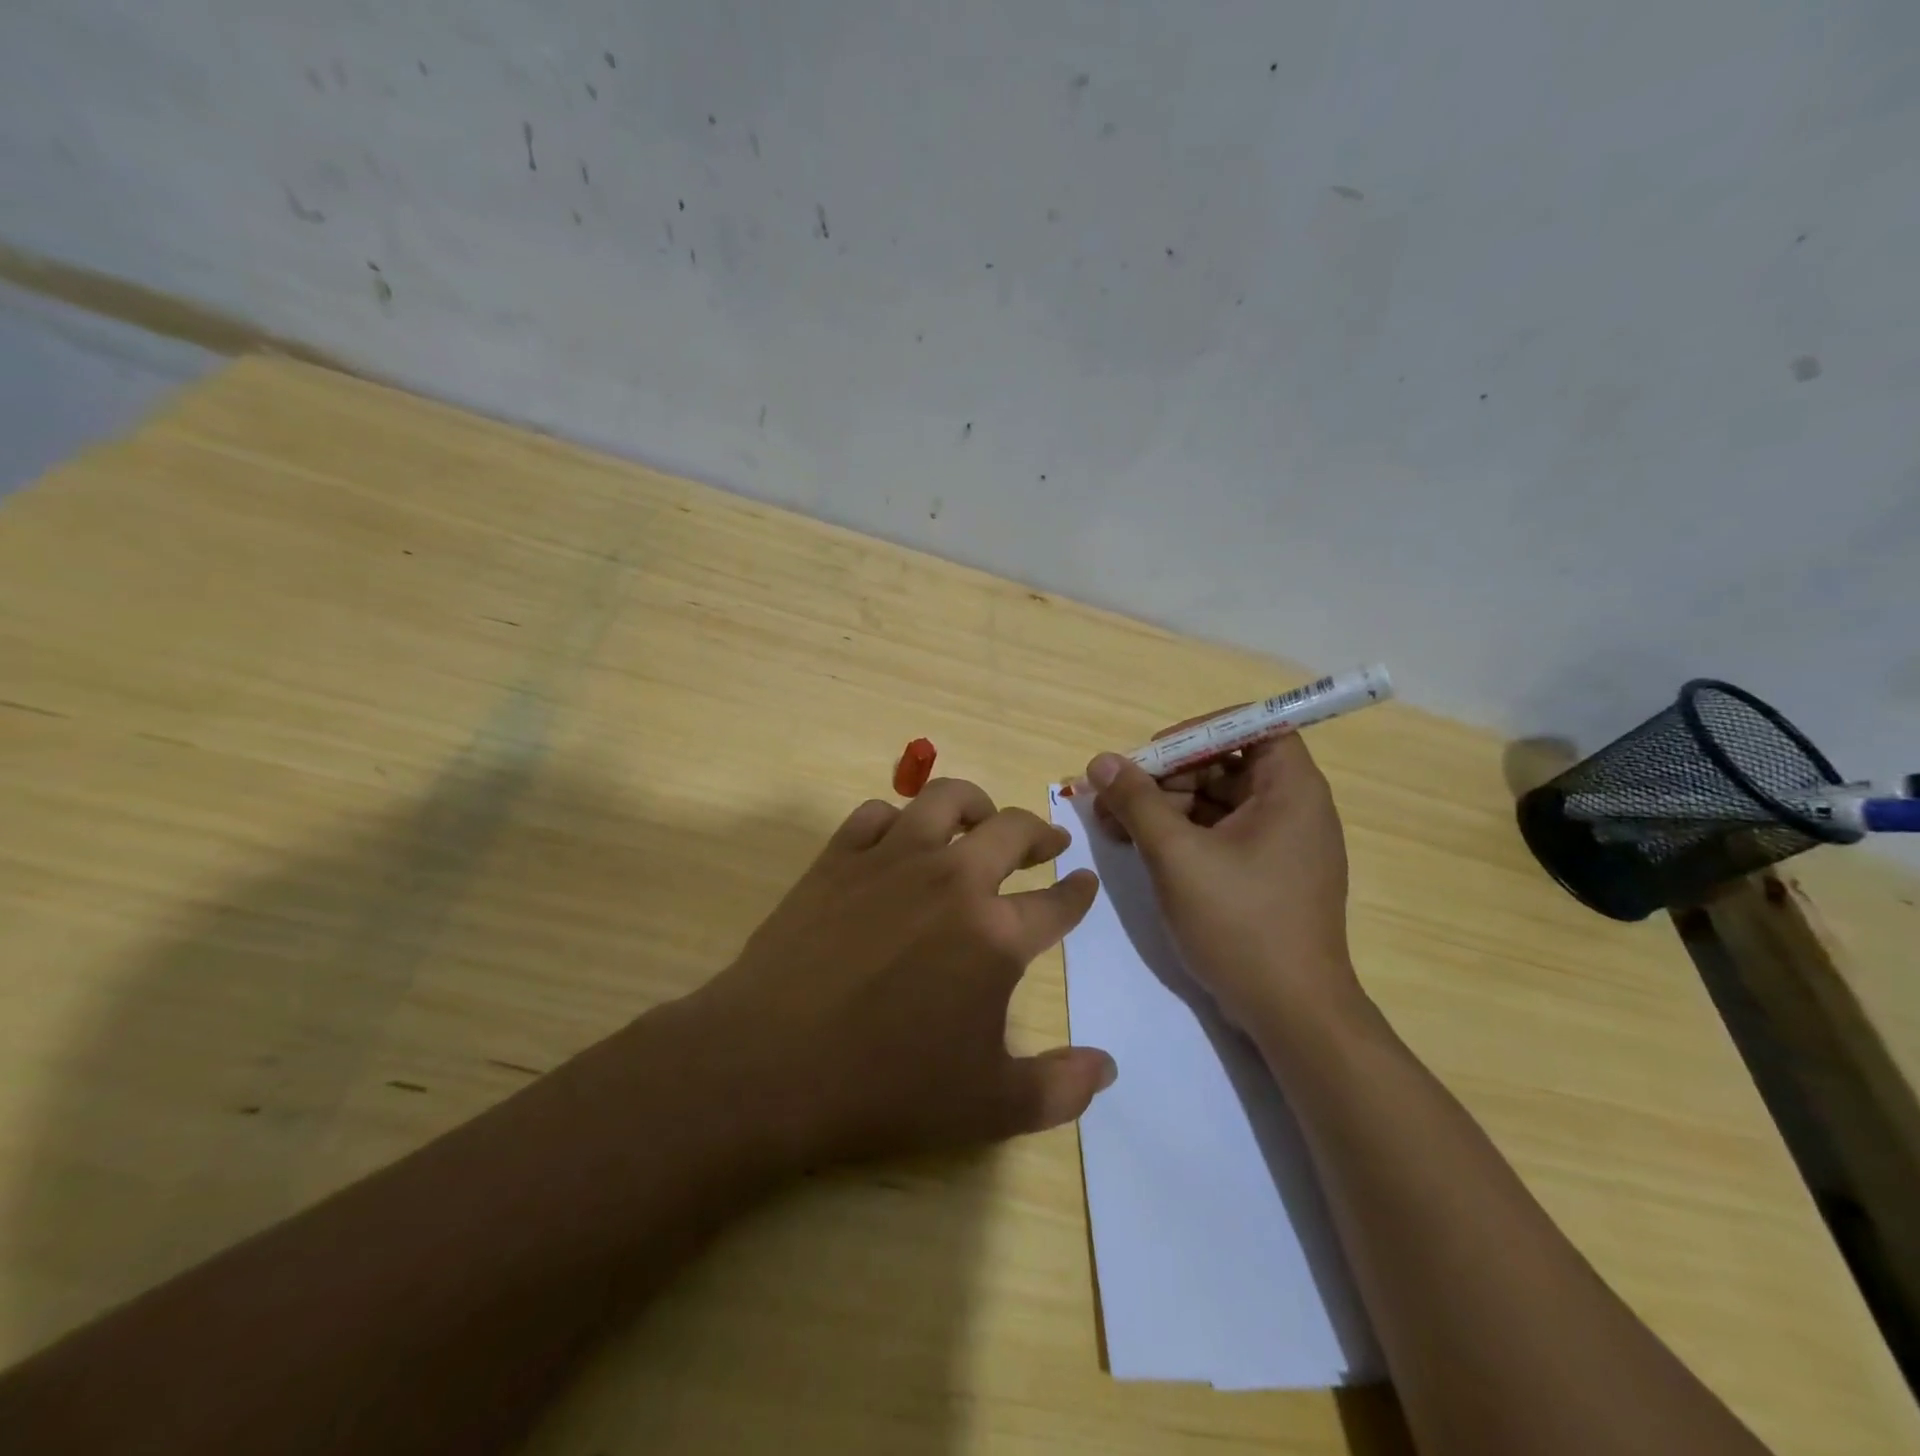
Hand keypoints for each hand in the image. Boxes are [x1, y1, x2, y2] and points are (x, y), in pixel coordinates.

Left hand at [689, 780, 1113, 1168]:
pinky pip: (876, 813)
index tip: (1084, 881)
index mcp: (996, 934)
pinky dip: (897, 819)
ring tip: (981, 820)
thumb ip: (1060, 1088)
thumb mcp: (989, 1107)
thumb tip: (1107, 1067)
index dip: (1078, 893)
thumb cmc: (885, 1087)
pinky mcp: (838, 857)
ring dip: (975, 803)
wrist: (770, 1064)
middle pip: (1012, 830)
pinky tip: (899, 838)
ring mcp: (892, 859)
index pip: (1058, 903)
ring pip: (945, 799)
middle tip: (1047, 842)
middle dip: (1040, 832)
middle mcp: (953, 879)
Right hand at [1085, 729, 1360, 1036]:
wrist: (1291, 1014)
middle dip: (1167, 776)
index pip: (1252, 727)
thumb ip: (1137, 801)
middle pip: (1225, 765)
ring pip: (1216, 802)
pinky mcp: (1265, 875)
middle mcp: (1293, 808)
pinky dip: (1181, 835)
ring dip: (1165, 806)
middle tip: (1116, 796)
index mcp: (1291, 790)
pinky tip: (1138, 848)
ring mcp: (1280, 845)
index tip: (1154, 753)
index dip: (1200, 731)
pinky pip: (1220, 835)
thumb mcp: (1177, 856)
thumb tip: (1101, 761)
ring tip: (1113, 826)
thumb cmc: (1241, 923)